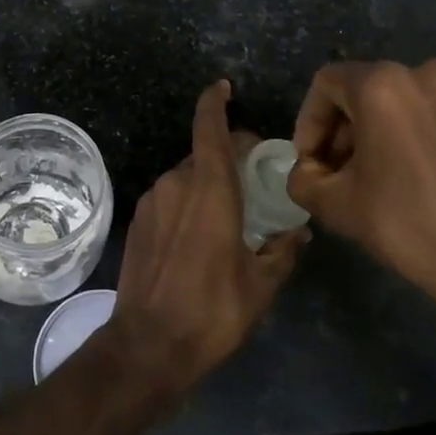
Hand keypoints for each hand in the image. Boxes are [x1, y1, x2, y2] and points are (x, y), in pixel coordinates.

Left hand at [101, 80, 307, 399]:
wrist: (146, 347)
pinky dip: (187, 202)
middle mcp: (176, 184)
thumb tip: (298, 231)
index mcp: (209, 190)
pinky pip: (169, 197)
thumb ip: (282, 250)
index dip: (215, 102)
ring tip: (230, 215)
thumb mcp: (260, 285)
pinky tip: (199, 236)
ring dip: (208, 183)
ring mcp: (151, 201)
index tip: (223, 87)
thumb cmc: (211, 312)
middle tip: (253, 180)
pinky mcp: (137, 221)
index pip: (209, 129)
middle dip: (228, 156)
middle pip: (203, 153)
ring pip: (185, 176)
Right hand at [286, 59, 435, 349]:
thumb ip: (302, 177)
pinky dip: (420, 131)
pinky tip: (422, 171)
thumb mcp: (334, 205)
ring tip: (382, 171)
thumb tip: (308, 169)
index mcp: (381, 85)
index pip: (326, 84)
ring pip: (404, 99)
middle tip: (341, 170)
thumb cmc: (406, 225)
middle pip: (366, 88)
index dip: (310, 121)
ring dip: (382, 128)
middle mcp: (424, 73)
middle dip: (345, 127)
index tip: (313, 160)